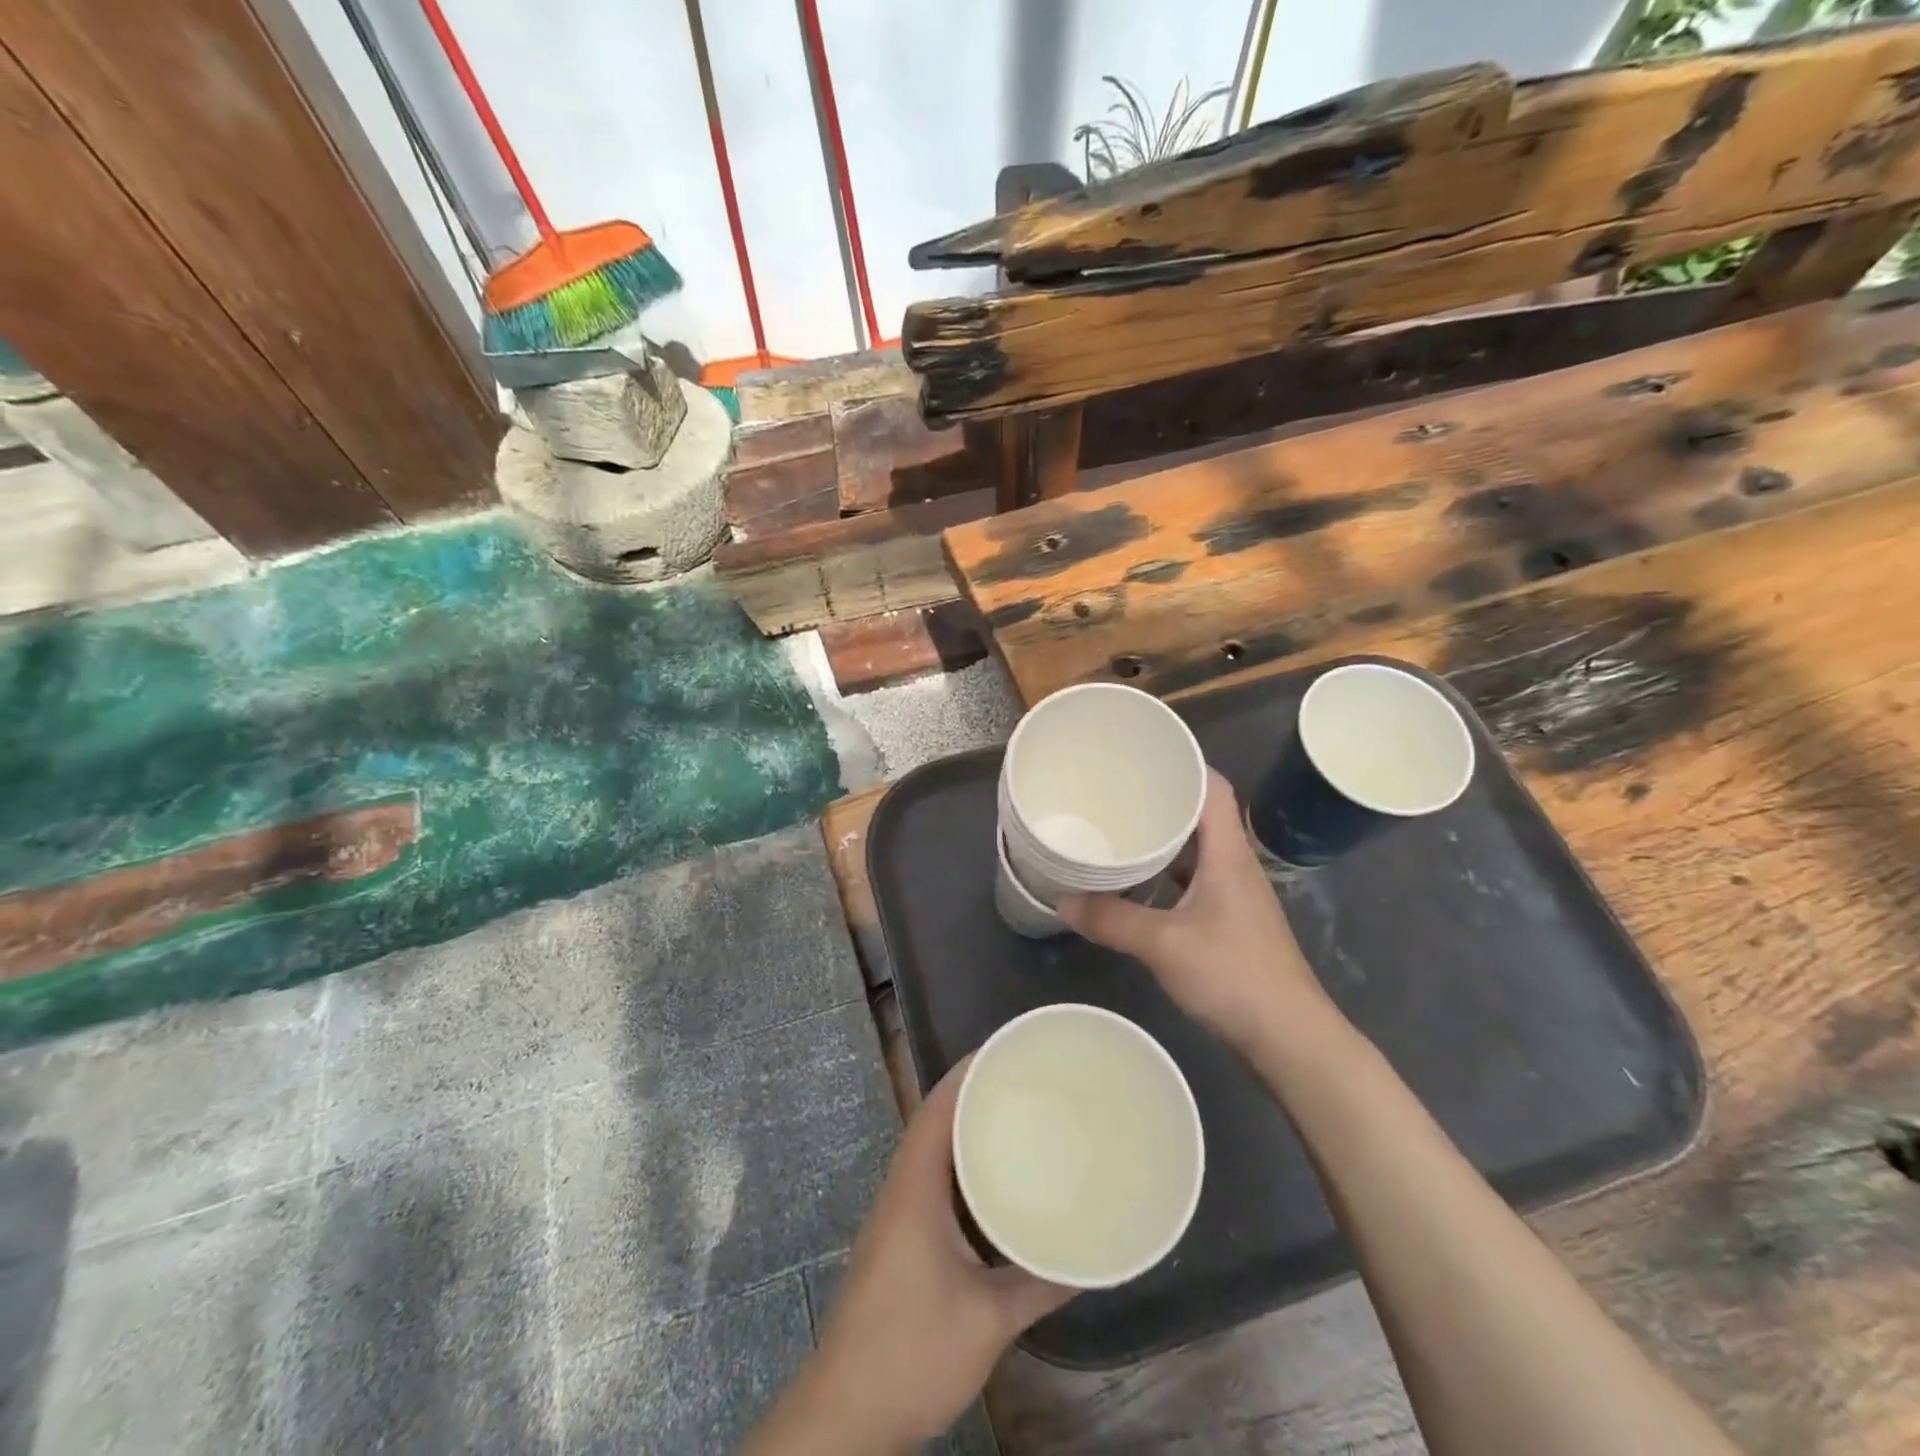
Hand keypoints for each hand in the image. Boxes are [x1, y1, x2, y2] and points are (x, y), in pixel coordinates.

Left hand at [747, 1060, 1073, 1453]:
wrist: (845, 1414)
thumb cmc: (911, 1350)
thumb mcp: (988, 1319)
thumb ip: (1039, 1284)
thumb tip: (1089, 1258)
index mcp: (915, 1186)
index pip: (938, 1106)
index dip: (968, 1071)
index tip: (1009, 1050)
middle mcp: (902, 1188)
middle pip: (937, 1120)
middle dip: (976, 1094)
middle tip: (1027, 1080)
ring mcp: (897, 1215)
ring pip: (935, 1152)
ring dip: (969, 1131)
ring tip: (1019, 1117)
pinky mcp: (900, 1241)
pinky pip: (935, 1182)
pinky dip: (964, 1169)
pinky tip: (996, 1184)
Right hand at [1057, 769, 1333, 1055]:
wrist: (1289, 1037)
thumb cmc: (1233, 975)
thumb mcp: (1163, 945)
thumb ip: (1111, 920)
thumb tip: (1061, 900)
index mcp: (1228, 854)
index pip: (1215, 788)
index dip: (1185, 765)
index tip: (1144, 757)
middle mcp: (1235, 865)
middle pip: (1203, 815)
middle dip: (1163, 800)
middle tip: (1117, 792)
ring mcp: (1235, 896)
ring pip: (1197, 851)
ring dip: (1164, 840)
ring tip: (1121, 831)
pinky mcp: (1230, 923)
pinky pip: (1194, 881)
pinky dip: (1167, 875)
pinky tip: (1137, 885)